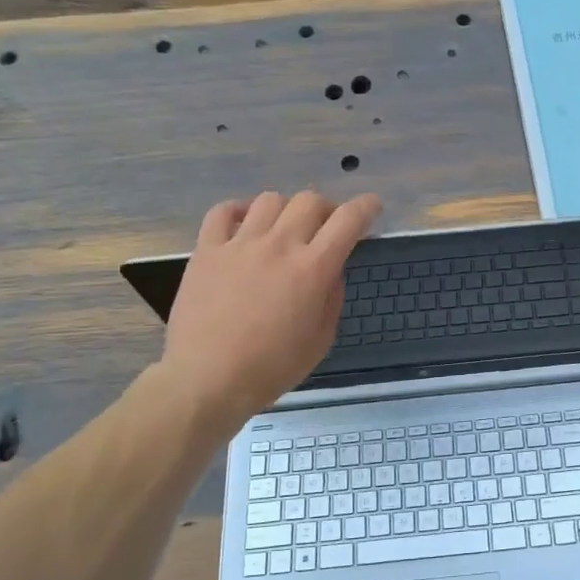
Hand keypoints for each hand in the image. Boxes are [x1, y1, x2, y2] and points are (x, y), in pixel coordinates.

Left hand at [157, 190, 381, 431]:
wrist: (207, 379)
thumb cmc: (271, 368)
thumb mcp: (321, 340)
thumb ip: (332, 298)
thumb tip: (331, 271)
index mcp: (313, 268)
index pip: (348, 220)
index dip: (366, 207)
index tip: (372, 207)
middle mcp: (279, 245)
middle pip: (310, 201)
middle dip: (327, 208)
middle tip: (326, 227)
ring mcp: (240, 244)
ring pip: (270, 200)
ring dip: (286, 209)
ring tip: (284, 228)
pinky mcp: (207, 250)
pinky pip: (223, 212)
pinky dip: (239, 211)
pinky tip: (245, 224)